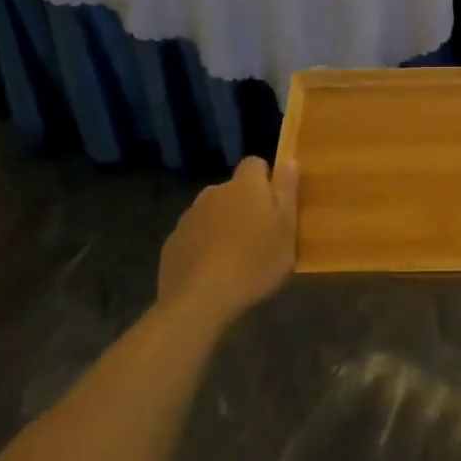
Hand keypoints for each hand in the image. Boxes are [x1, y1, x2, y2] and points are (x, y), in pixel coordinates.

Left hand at [158, 158, 298, 327]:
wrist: (199, 300)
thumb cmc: (255, 262)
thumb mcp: (286, 228)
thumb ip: (287, 191)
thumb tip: (288, 160)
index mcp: (245, 186)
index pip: (255, 164)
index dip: (266, 179)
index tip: (275, 204)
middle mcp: (214, 192)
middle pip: (233, 190)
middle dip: (244, 205)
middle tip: (259, 236)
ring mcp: (189, 217)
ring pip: (212, 213)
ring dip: (223, 225)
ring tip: (235, 258)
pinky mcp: (172, 242)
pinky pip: (194, 236)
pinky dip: (204, 246)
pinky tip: (212, 272)